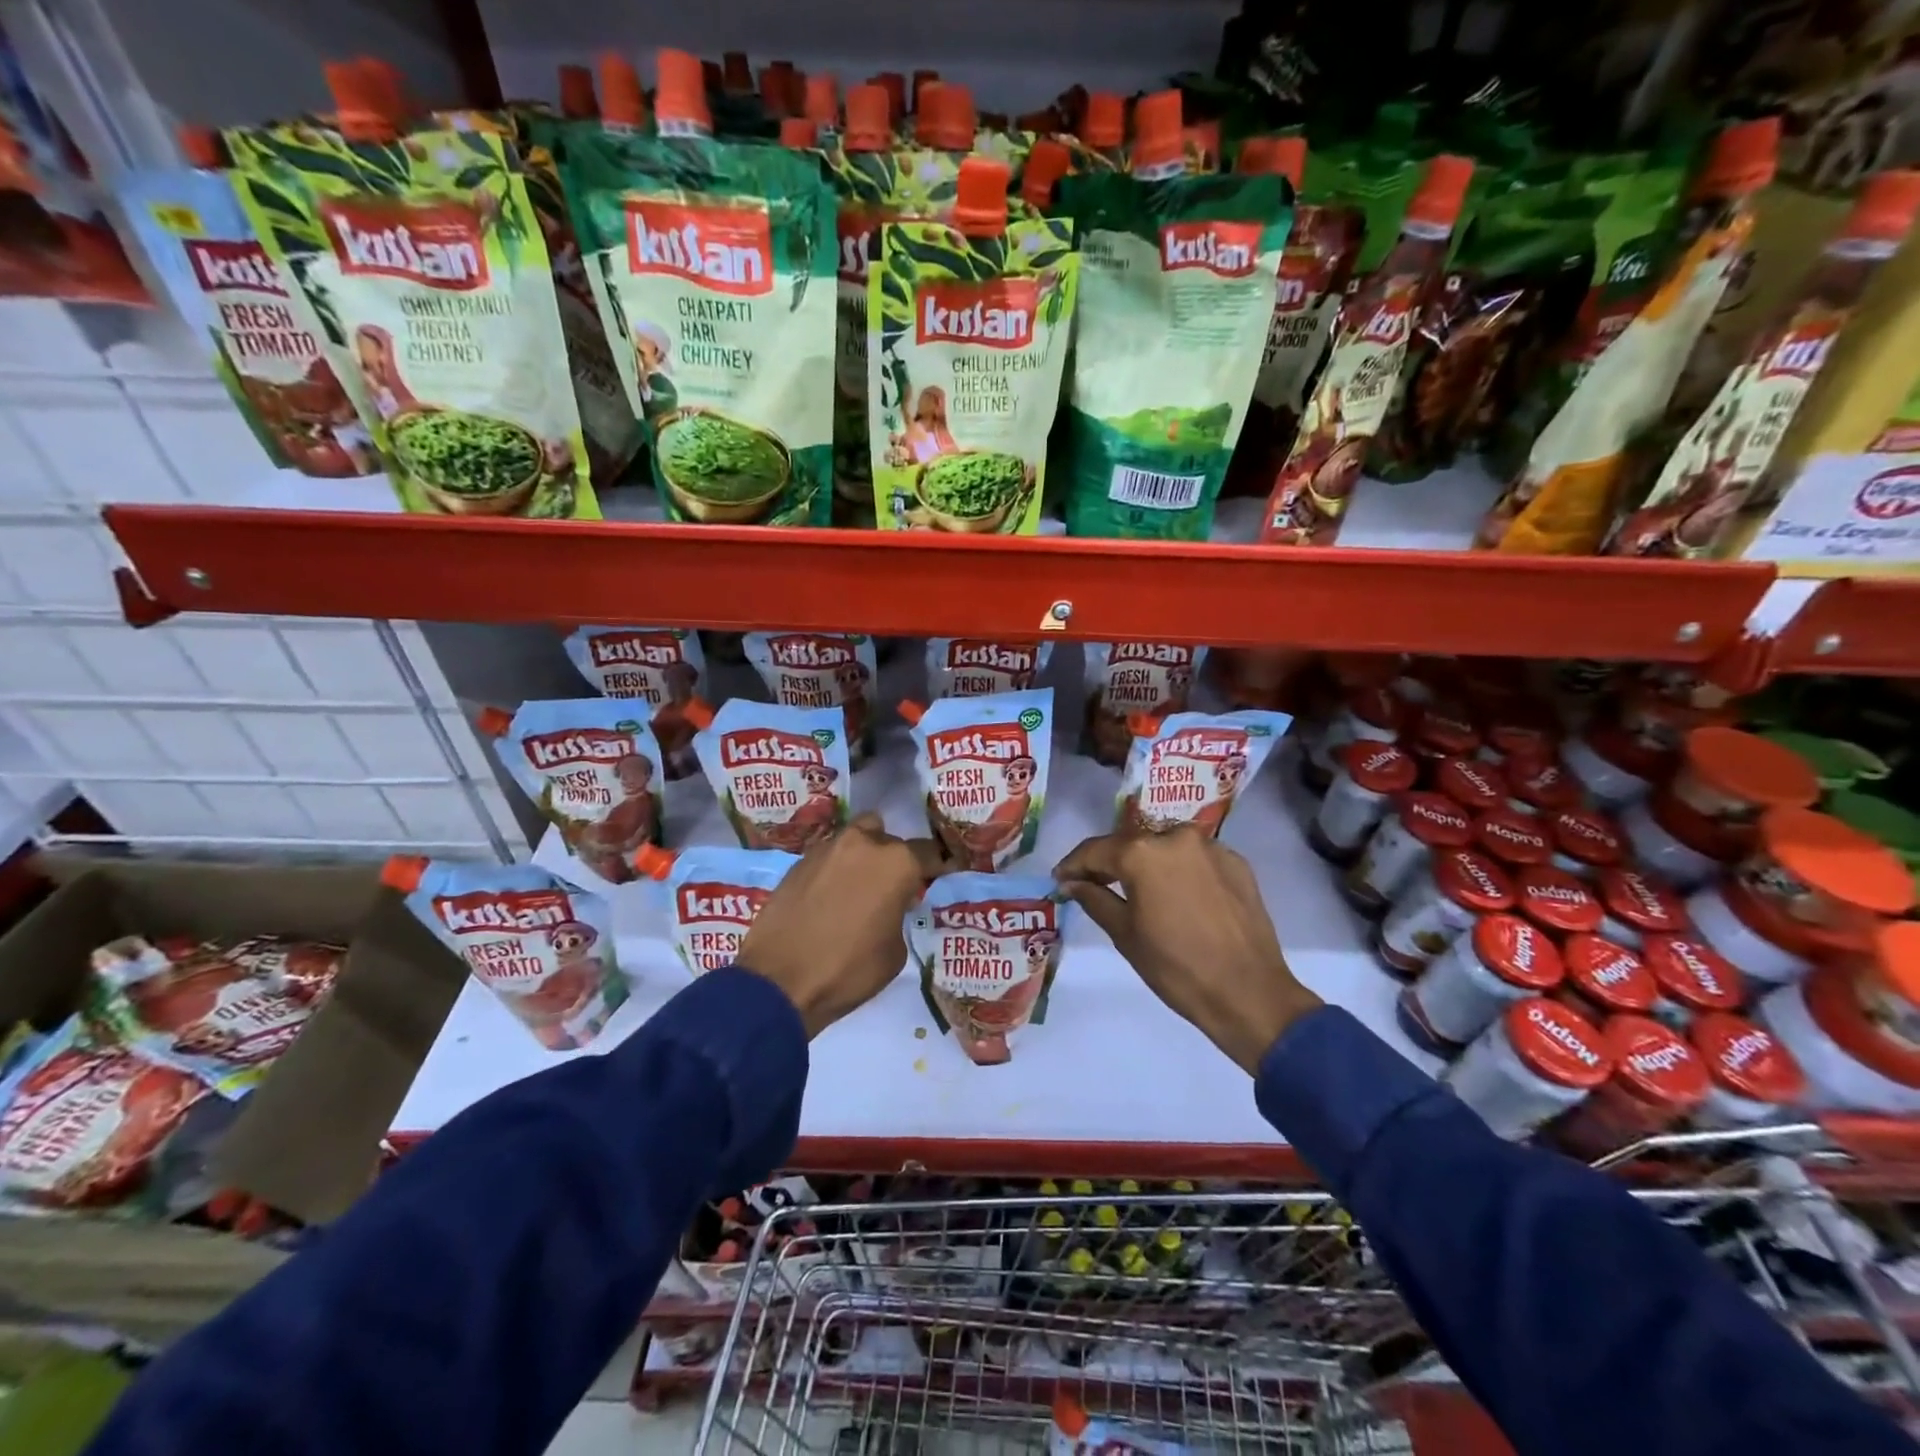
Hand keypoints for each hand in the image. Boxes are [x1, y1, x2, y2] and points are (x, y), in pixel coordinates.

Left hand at [739, 813, 946, 1038]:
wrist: (779, 982)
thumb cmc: (848, 969)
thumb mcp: (894, 951)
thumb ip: (898, 914)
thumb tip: (888, 906)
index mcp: (896, 862)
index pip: (928, 852)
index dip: (935, 866)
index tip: (937, 876)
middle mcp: (862, 843)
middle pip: (888, 838)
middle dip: (892, 859)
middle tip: (890, 887)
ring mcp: (826, 849)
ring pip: (855, 840)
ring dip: (861, 858)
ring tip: (858, 888)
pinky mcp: (797, 862)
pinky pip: (828, 857)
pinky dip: (835, 870)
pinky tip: (829, 898)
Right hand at [1054, 827, 1320, 1073]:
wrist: (1249, 994)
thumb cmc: (1176, 968)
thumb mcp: (1125, 935)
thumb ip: (1094, 899)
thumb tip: (1071, 882)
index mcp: (1143, 853)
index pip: (1096, 849)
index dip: (1074, 864)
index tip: (1061, 879)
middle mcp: (1176, 837)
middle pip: (1132, 843)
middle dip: (1111, 862)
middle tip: (1095, 884)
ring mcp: (1211, 847)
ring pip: (1166, 846)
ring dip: (1148, 862)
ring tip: (1139, 890)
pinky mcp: (1237, 862)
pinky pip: (1196, 858)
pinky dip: (1180, 870)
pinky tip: (1177, 897)